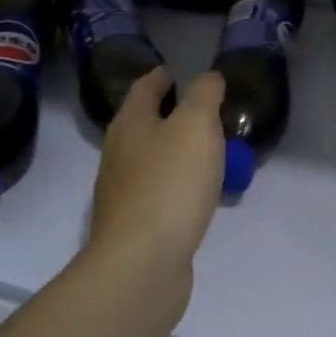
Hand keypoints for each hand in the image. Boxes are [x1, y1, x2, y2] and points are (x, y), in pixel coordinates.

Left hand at [88, 69, 225, 277]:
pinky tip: (205, 194)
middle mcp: (120, 153)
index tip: (185, 71)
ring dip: (182, 152)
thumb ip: (204, 94)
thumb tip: (207, 78)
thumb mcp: (196, 124)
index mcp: (130, 123)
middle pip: (148, 123)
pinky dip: (183, 185)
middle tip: (212, 112)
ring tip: (215, 152)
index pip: (145, 86)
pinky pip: (163, 192)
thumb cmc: (170, 182)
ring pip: (157, 159)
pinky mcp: (136, 226)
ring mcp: (125, 192)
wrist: (142, 265)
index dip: (165, 75)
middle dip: (177, 115)